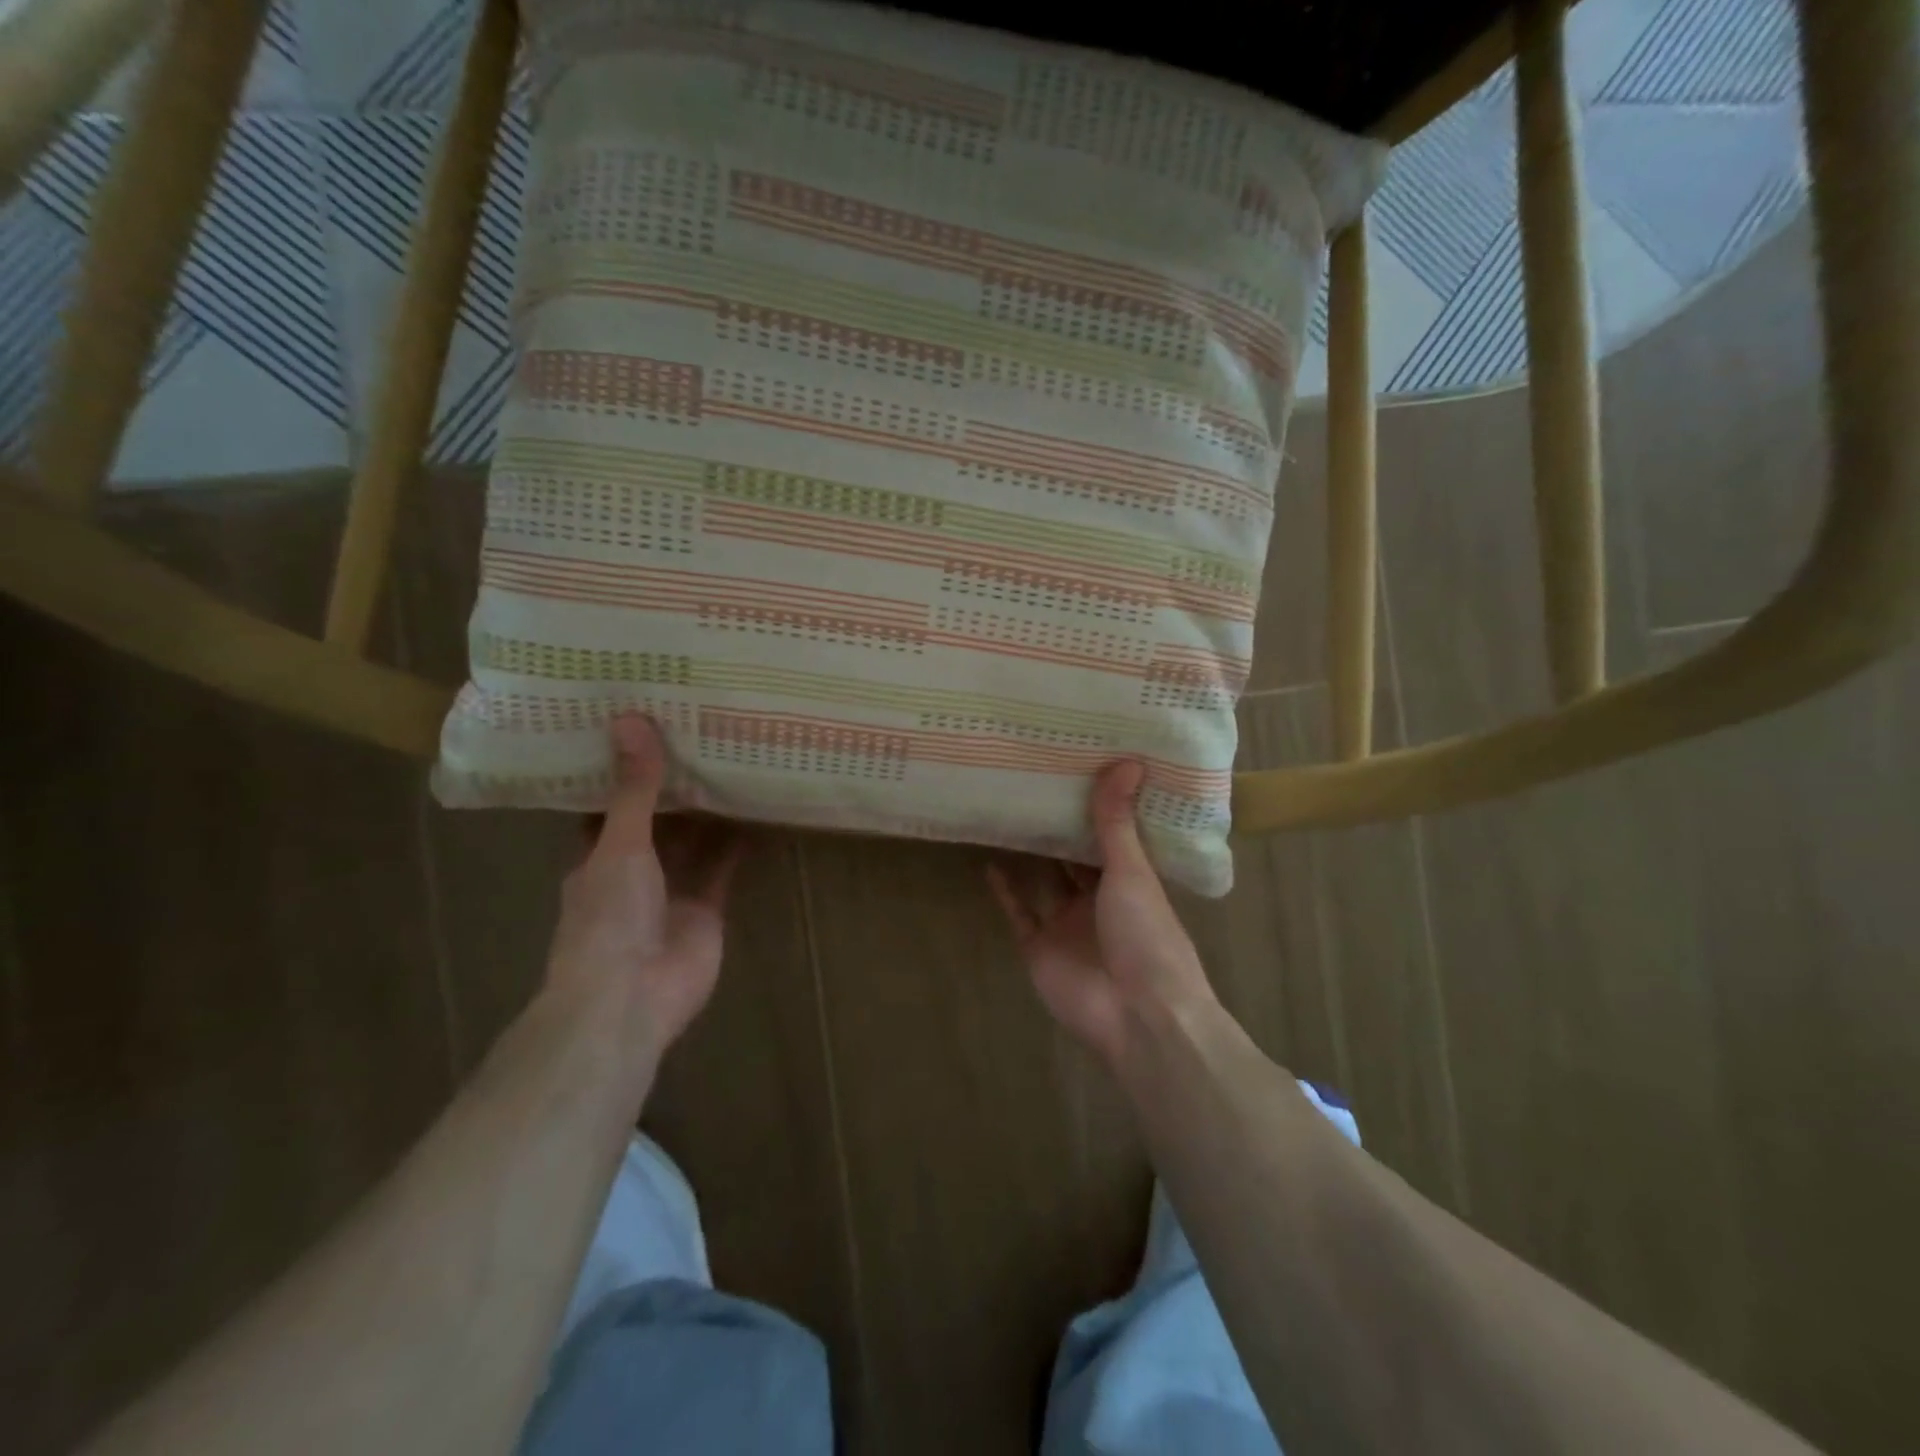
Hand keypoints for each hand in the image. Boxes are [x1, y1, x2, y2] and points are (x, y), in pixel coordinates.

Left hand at [545, 716, 743, 1060]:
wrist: (632, 996)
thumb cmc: (609, 917)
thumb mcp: (619, 844)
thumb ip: (634, 789)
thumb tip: (632, 719)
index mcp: (596, 857)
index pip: (608, 806)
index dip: (625, 773)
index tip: (645, 732)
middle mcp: (632, 871)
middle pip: (656, 822)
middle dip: (675, 789)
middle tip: (701, 737)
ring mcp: (671, 891)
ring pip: (693, 843)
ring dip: (710, 812)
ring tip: (734, 763)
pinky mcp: (707, 908)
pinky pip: (724, 867)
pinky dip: (739, 843)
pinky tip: (758, 810)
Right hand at [988, 761, 1219, 1068]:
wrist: (1137, 1015)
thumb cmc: (1147, 936)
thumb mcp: (1133, 871)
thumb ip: (1117, 822)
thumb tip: (1128, 761)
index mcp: (1132, 881)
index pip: (1113, 837)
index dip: (1098, 808)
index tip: (1079, 769)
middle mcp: (1099, 900)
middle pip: (1075, 858)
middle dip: (1059, 828)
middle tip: (1035, 783)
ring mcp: (1067, 925)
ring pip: (1045, 882)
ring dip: (1030, 855)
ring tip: (1008, 815)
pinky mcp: (1039, 947)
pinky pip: (1019, 913)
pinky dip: (1005, 892)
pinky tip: (990, 862)